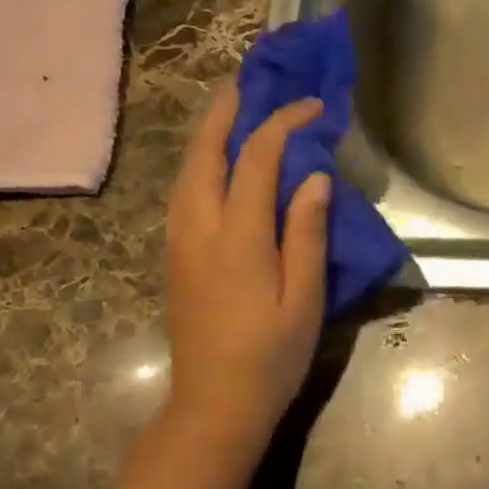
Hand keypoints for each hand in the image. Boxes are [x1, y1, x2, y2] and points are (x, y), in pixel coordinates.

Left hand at [164, 82, 330, 445]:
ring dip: (206, 134)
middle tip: (247, 82)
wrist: (214, 405)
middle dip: (225, 112)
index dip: (284, 124)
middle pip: (205, 153)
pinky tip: (213, 165)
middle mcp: (199, 228)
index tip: (313, 108)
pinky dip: (198, 164)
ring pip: (186, 171)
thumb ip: (307, 234)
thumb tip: (314, 178)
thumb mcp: (304, 299)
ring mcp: (179, 243)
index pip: (258, 159)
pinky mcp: (174, 258)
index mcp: (238, 237)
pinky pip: (182, 193)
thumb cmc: (271, 356)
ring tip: (229, 112)